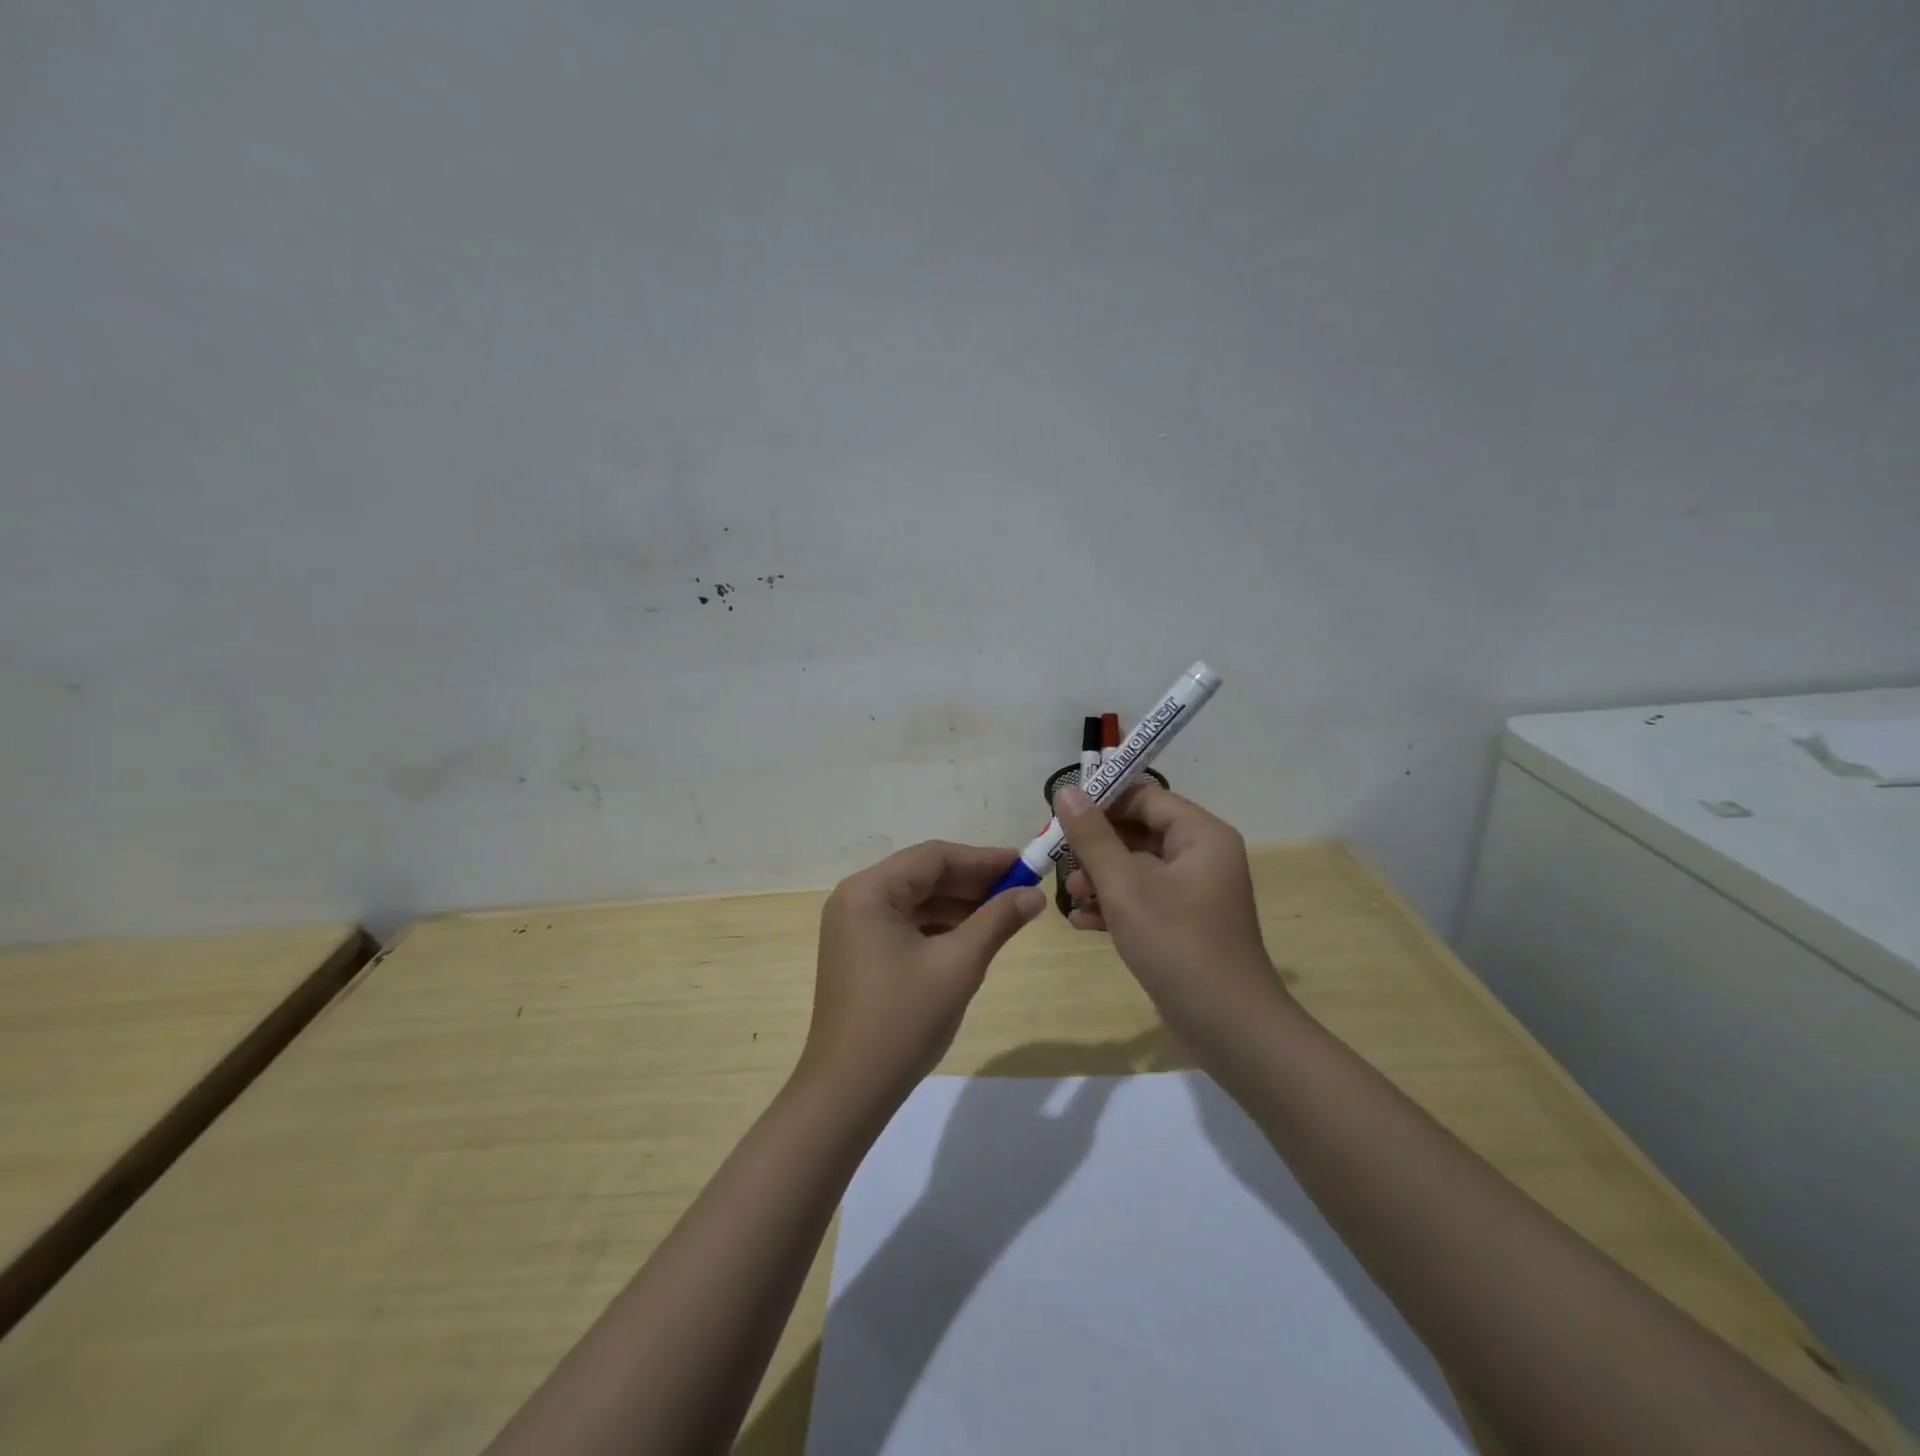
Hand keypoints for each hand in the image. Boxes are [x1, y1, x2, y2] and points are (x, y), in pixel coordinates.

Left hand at [798, 841, 1045, 1109]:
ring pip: (916, 901)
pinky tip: (972, 936)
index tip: (1025, 865)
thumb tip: (1034, 895)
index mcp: (869, 891)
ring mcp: (854, 928)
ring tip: (1005, 912)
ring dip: (959, 904)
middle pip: (923, 875)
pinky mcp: (860, 953)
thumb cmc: (903, 1020)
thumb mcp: (958, 965)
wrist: (849, 1092)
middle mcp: (855, 899)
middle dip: (973, 882)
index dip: (983, 859)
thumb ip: (997, 921)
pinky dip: (939, 926)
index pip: (933, 857)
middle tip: (1021, 889)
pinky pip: (906, 925)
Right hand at [1056, 785, 1287, 1032]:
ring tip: (1071, 897)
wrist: (1229, 1029)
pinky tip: (1082, 922)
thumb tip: (1067, 790)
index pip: (1145, 796)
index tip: (1061, 815)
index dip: (1102, 800)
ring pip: (1136, 867)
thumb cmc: (1178, 945)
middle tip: (1057, 858)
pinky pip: (1143, 899)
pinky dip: (1114, 906)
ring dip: (1100, 878)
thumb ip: (1093, 838)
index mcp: (1200, 836)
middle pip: (1139, 831)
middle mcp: (1201, 856)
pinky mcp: (1183, 924)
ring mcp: (1194, 892)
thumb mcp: (1126, 887)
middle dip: (1096, 846)